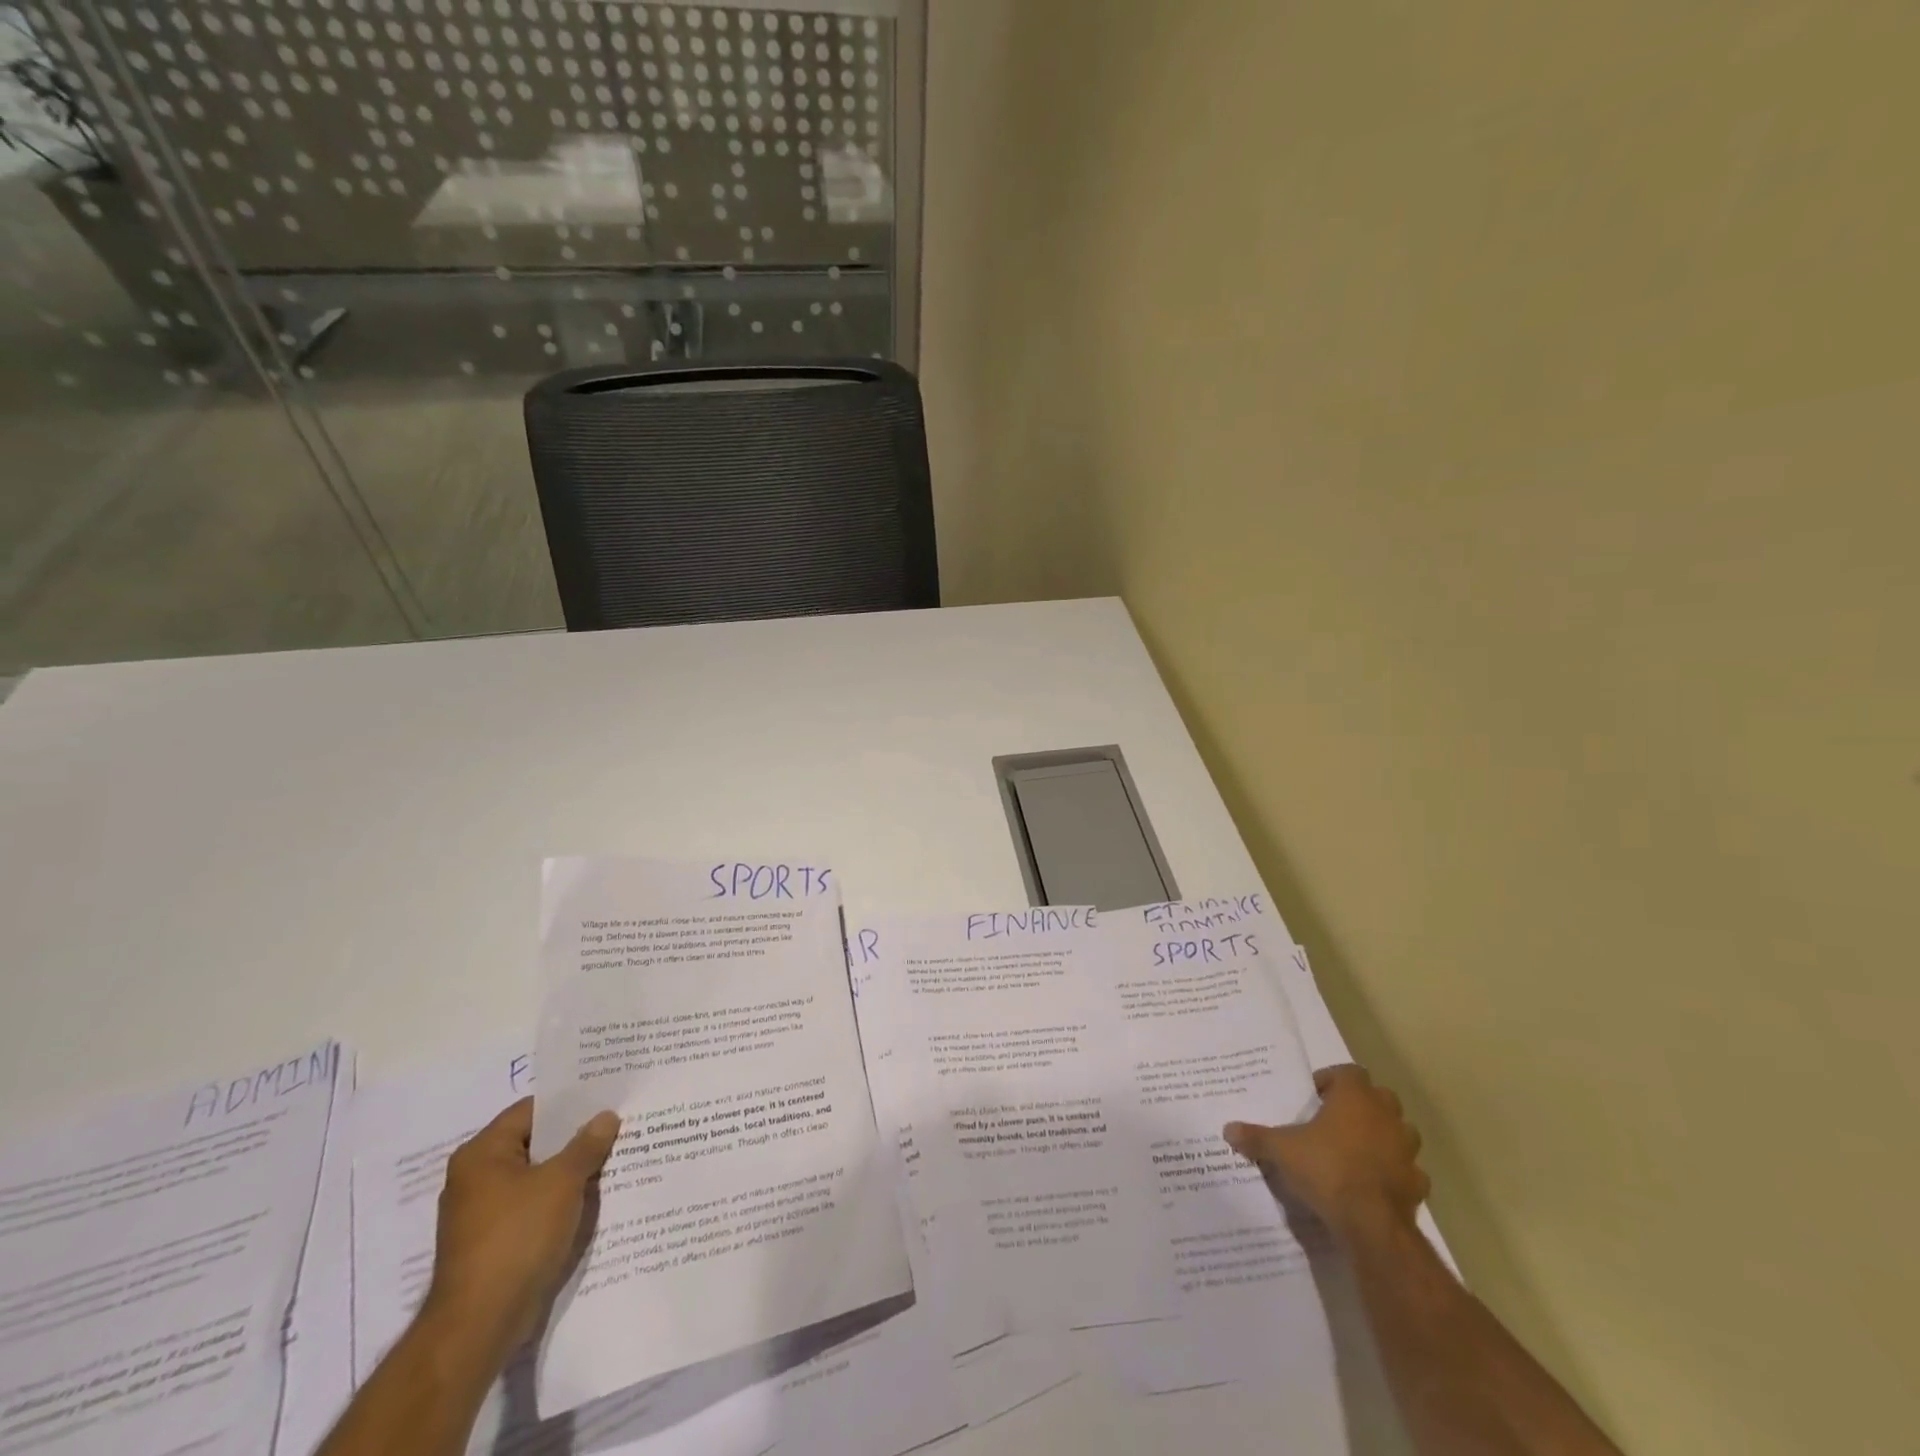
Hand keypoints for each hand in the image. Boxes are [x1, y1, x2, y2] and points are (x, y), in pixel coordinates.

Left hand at [421, 1096, 621, 1365]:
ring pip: (536, 1177)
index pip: (532, 1110)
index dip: (570, 1103)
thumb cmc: (517, 1238)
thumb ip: (587, 1145)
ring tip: (613, 1159)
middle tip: (617, 1126)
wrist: (479, 1325)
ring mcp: (482, 1213)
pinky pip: (532, 1206)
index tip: (606, 1098)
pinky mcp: (492, 1243)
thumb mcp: (562, 1182)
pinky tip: (592, 1199)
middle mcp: (475, 1178)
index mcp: (482, 1154)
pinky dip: (559, 1200)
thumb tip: (606, 1117)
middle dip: (575, 1138)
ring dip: (570, 1171)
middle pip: (535, 1143)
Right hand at [1224, 1064, 1428, 1244]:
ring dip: (1384, 1136)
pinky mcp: (1418, 1184)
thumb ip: (1256, 1137)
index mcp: (1355, 1098)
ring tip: (1358, 1149)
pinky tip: (1376, 1183)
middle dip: (1362, 1104)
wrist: (1371, 1224)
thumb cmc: (1326, 1169)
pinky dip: (1396, 1173)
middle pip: (1380, 1097)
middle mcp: (1385, 1116)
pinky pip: (1409, 1170)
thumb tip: (1228, 1129)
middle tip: (1337, 1119)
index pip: (1350, 1072)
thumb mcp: (1281, 1150)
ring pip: (1401, 1131)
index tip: (1317, 1095)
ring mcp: (1406, 1151)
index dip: (1333, 1080)